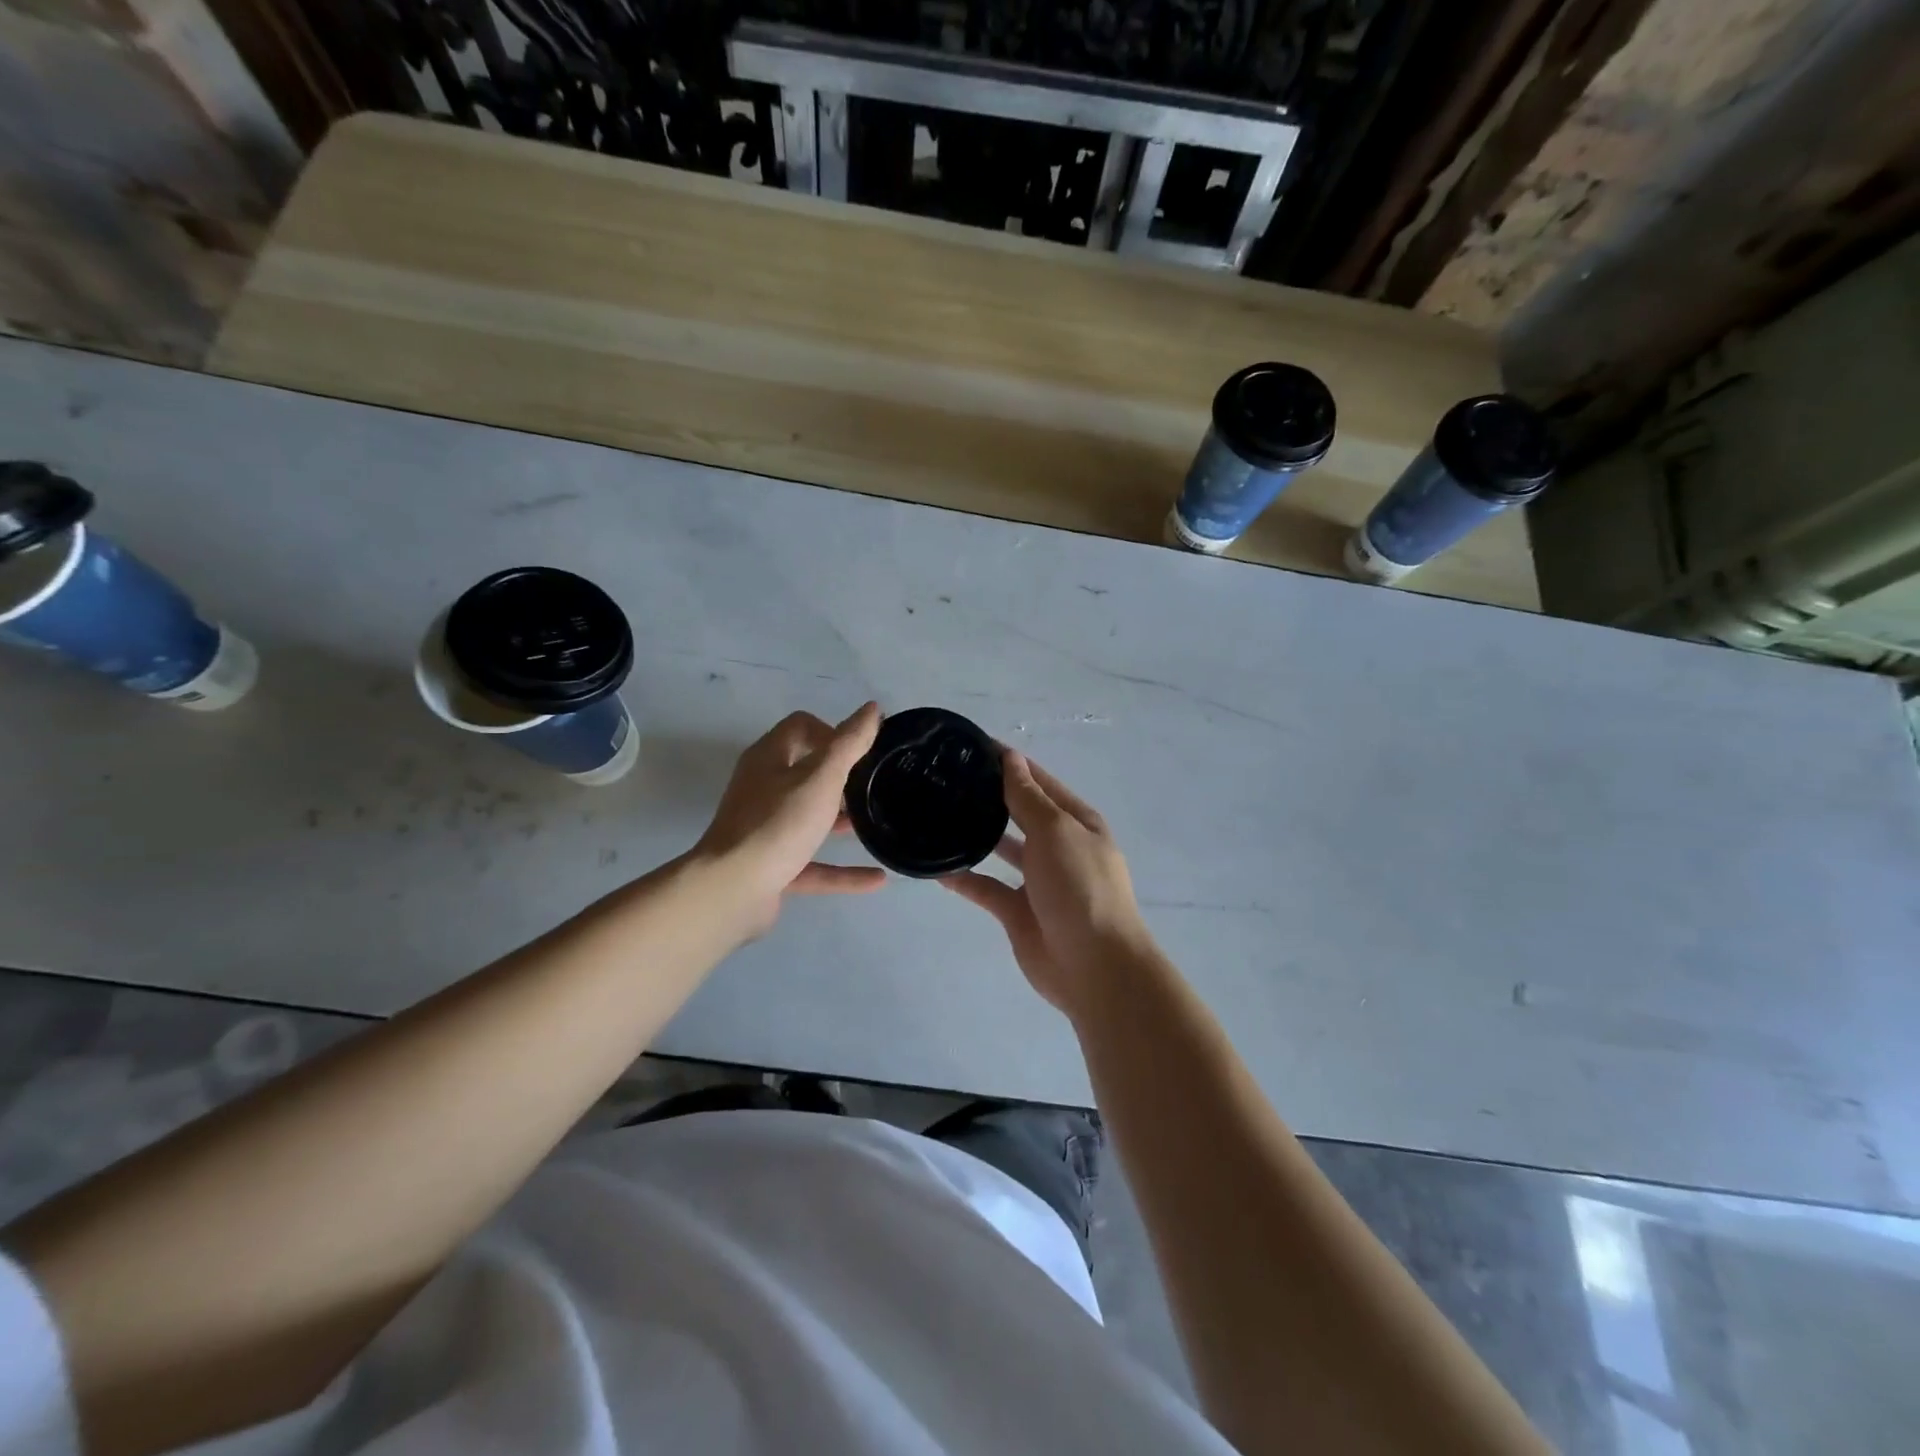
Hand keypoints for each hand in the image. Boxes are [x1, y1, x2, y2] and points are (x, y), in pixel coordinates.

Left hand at [693, 702, 886, 935]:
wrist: (732, 890)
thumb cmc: (778, 824)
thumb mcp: (822, 778)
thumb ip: (849, 743)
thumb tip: (872, 708)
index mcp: (768, 759)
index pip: (801, 726)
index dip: (832, 731)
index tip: (862, 752)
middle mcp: (762, 789)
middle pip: (805, 772)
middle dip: (840, 777)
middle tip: (873, 785)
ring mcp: (764, 830)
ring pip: (808, 819)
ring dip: (839, 822)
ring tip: (875, 824)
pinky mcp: (770, 867)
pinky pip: (812, 864)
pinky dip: (842, 871)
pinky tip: (877, 879)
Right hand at [943, 750, 1152, 1018]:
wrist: (1094, 966)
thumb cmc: (1080, 886)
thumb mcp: (1056, 831)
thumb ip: (1028, 797)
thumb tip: (1011, 758)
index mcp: (1076, 822)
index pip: (1039, 782)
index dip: (1010, 764)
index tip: (972, 747)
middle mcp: (1058, 847)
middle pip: (1020, 814)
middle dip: (991, 797)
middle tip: (946, 780)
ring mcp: (1038, 881)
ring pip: (1002, 850)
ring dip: (977, 835)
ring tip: (938, 815)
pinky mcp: (1018, 912)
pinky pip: (986, 888)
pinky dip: (964, 879)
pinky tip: (935, 867)